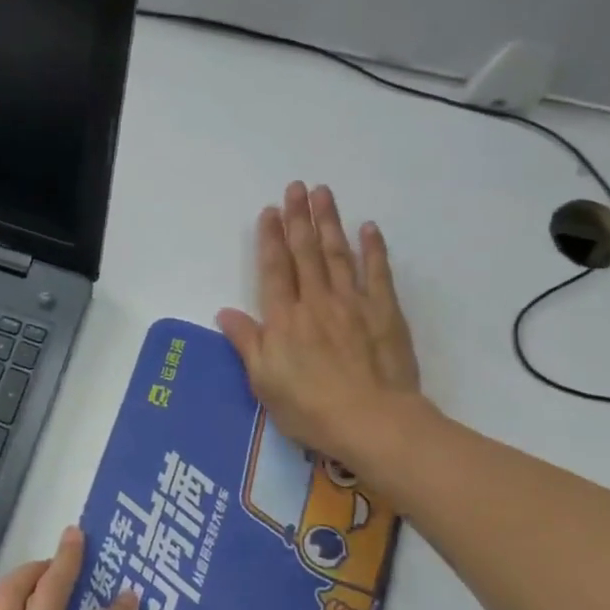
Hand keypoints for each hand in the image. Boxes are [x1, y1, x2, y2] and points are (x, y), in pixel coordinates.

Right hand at [217, 181, 423, 467]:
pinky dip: (373, 249)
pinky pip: (377, 274)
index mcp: (284, 319)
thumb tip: (225, 312)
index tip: (269, 210)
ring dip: (329, 222)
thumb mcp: (263, 381)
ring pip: (338, 254)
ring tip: (323, 194)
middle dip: (298, 218)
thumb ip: (246, 342)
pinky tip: (369, 228)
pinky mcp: (384, 313)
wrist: (371, 422)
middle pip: (305, 252)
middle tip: (296, 187)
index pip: (274, 269)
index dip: (270, 238)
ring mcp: (353, 304)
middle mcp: (316, 301)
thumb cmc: (309, 407)